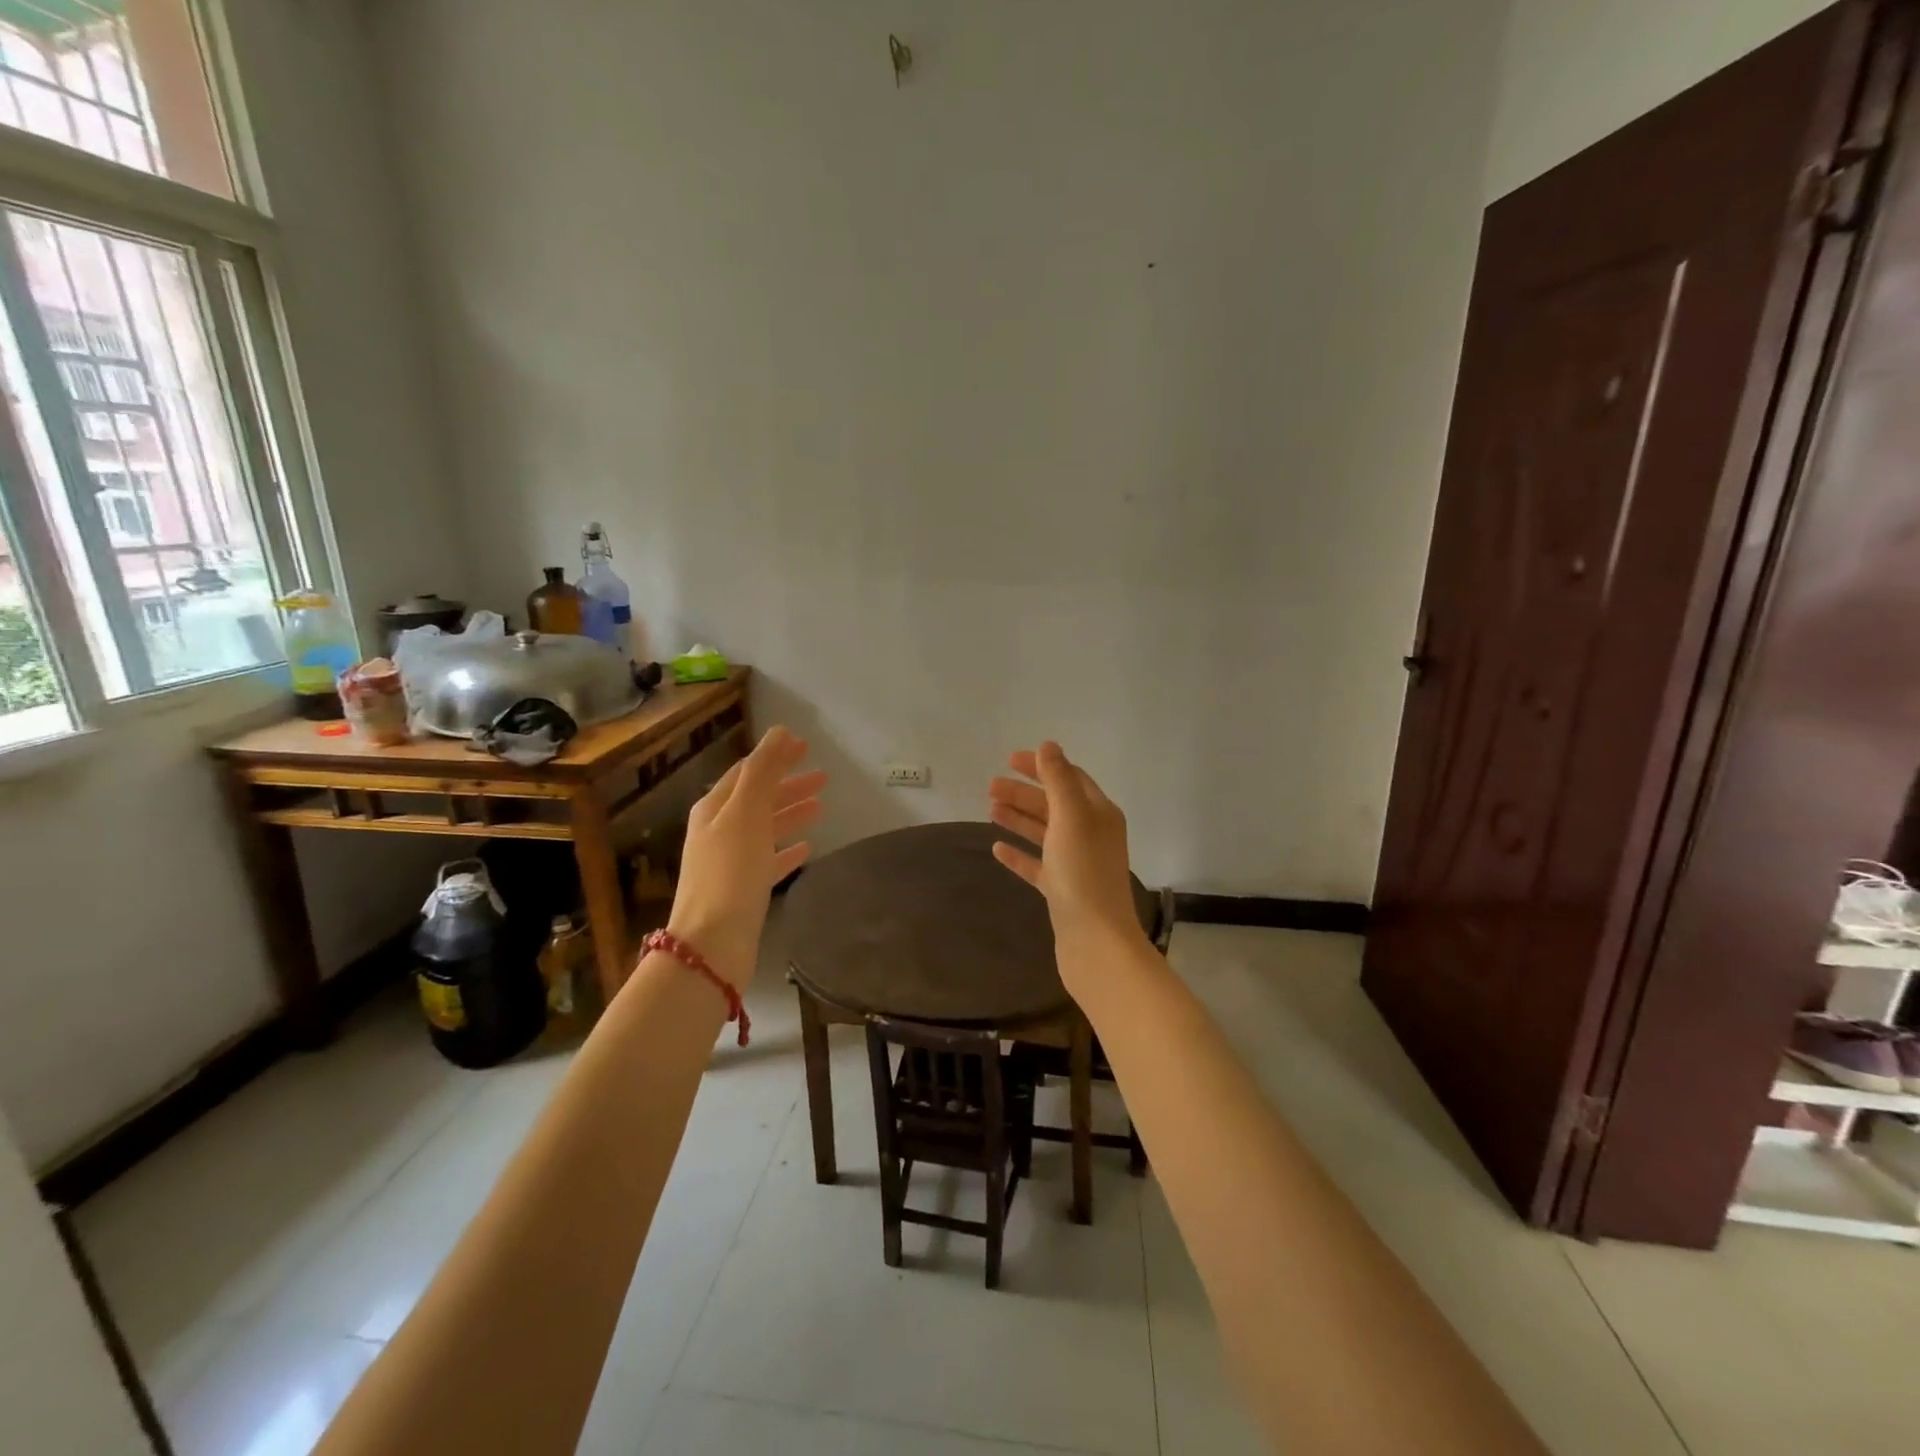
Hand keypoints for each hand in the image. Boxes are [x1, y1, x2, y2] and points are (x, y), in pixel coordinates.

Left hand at [663, 726, 824, 991]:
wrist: (714, 943)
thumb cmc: (731, 871)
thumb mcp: (747, 813)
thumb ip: (764, 771)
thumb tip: (779, 732)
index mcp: (715, 809)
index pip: (747, 772)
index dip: (775, 757)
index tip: (805, 746)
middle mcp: (719, 832)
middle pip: (758, 799)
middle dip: (788, 784)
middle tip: (823, 776)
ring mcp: (730, 863)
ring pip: (765, 828)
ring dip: (791, 813)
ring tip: (822, 805)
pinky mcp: (744, 891)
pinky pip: (769, 861)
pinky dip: (788, 850)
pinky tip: (808, 848)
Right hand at [988, 742, 1144, 961]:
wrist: (1095, 941)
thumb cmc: (1083, 873)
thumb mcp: (1071, 817)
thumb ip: (1058, 780)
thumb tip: (1049, 746)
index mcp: (1099, 814)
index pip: (1071, 778)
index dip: (1043, 767)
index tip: (1010, 760)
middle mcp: (1091, 835)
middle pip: (1054, 804)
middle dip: (1024, 793)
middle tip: (990, 786)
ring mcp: (1076, 864)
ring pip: (1044, 833)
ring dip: (1019, 818)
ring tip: (990, 809)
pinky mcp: (1062, 891)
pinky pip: (1038, 865)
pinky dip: (1019, 854)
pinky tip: (997, 849)